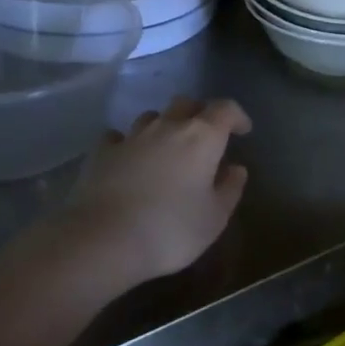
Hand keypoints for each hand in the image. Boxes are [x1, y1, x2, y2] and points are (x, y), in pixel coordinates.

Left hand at [70, 96, 251, 284]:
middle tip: (206, 137)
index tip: (243, 130)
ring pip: (153, 116)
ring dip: (164, 126)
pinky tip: (128, 158)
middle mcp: (167, 127)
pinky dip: (128, 143)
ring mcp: (131, 137)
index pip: (225, 109)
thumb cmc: (170, 230)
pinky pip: (118, 136)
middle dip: (200, 114)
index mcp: (202, 138)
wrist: (102, 241)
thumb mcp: (214, 218)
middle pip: (187, 104)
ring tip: (167, 148)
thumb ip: (230, 189)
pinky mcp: (101, 152)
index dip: (237, 116)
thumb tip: (235, 169)